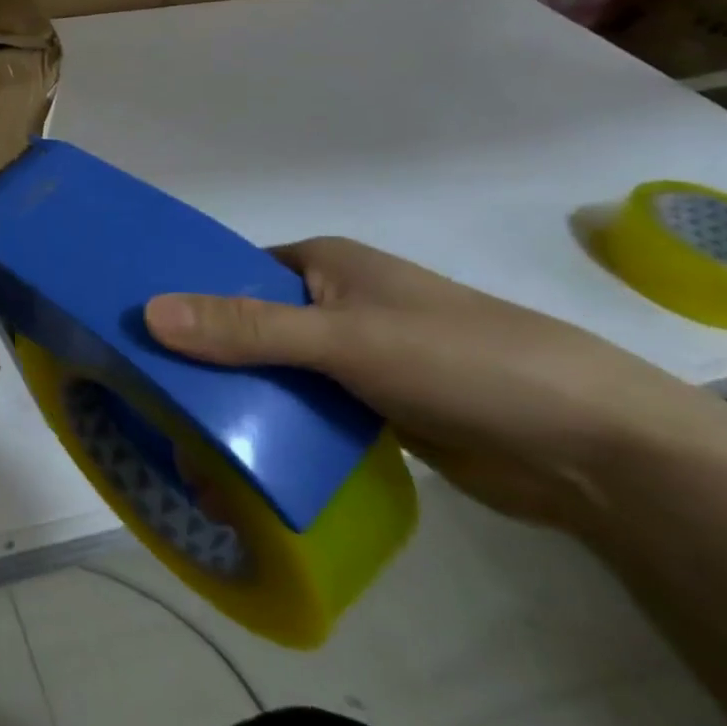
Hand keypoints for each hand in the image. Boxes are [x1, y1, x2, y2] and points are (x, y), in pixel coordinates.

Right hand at [143, 237, 717, 529]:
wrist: (595, 450)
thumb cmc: (460, 361)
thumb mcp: (342, 339)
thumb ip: (245, 328)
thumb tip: (146, 312)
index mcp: (321, 265)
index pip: (229, 272)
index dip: (182, 296)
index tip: (131, 331)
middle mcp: (331, 303)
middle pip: (244, 326)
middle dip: (201, 360)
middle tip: (145, 397)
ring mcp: (352, 357)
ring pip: (271, 373)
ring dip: (234, 402)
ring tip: (177, 440)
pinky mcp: (370, 407)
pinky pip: (302, 411)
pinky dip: (272, 431)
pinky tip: (233, 460)